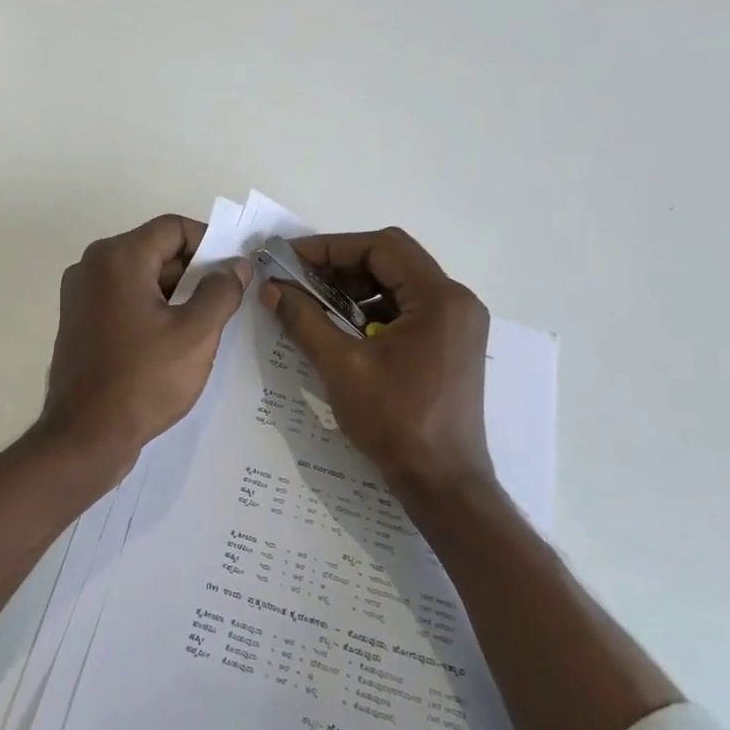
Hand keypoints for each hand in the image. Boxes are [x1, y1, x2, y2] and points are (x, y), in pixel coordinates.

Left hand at [40, 215, 249, 468]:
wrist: (85, 436)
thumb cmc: (144, 379)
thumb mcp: (196, 334)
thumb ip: (221, 291)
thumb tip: (236, 266)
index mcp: (117, 258)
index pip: (173, 229)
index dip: (211, 243)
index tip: (236, 270)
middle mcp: (91, 267)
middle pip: (155, 251)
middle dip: (194, 271)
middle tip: (227, 300)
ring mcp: (80, 296)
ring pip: (140, 278)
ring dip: (175, 294)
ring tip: (206, 325)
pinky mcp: (79, 323)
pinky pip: (123, 301)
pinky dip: (152, 310)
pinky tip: (175, 341)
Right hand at [263, 228, 494, 496]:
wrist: (442, 483)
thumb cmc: (395, 421)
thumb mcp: (341, 366)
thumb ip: (304, 320)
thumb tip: (272, 288)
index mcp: (439, 298)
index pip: (382, 246)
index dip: (331, 247)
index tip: (291, 260)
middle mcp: (456, 302)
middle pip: (392, 261)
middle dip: (340, 268)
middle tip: (298, 283)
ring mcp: (457, 324)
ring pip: (398, 286)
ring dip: (354, 291)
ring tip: (315, 308)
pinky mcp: (450, 346)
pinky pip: (406, 311)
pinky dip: (371, 313)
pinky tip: (342, 332)